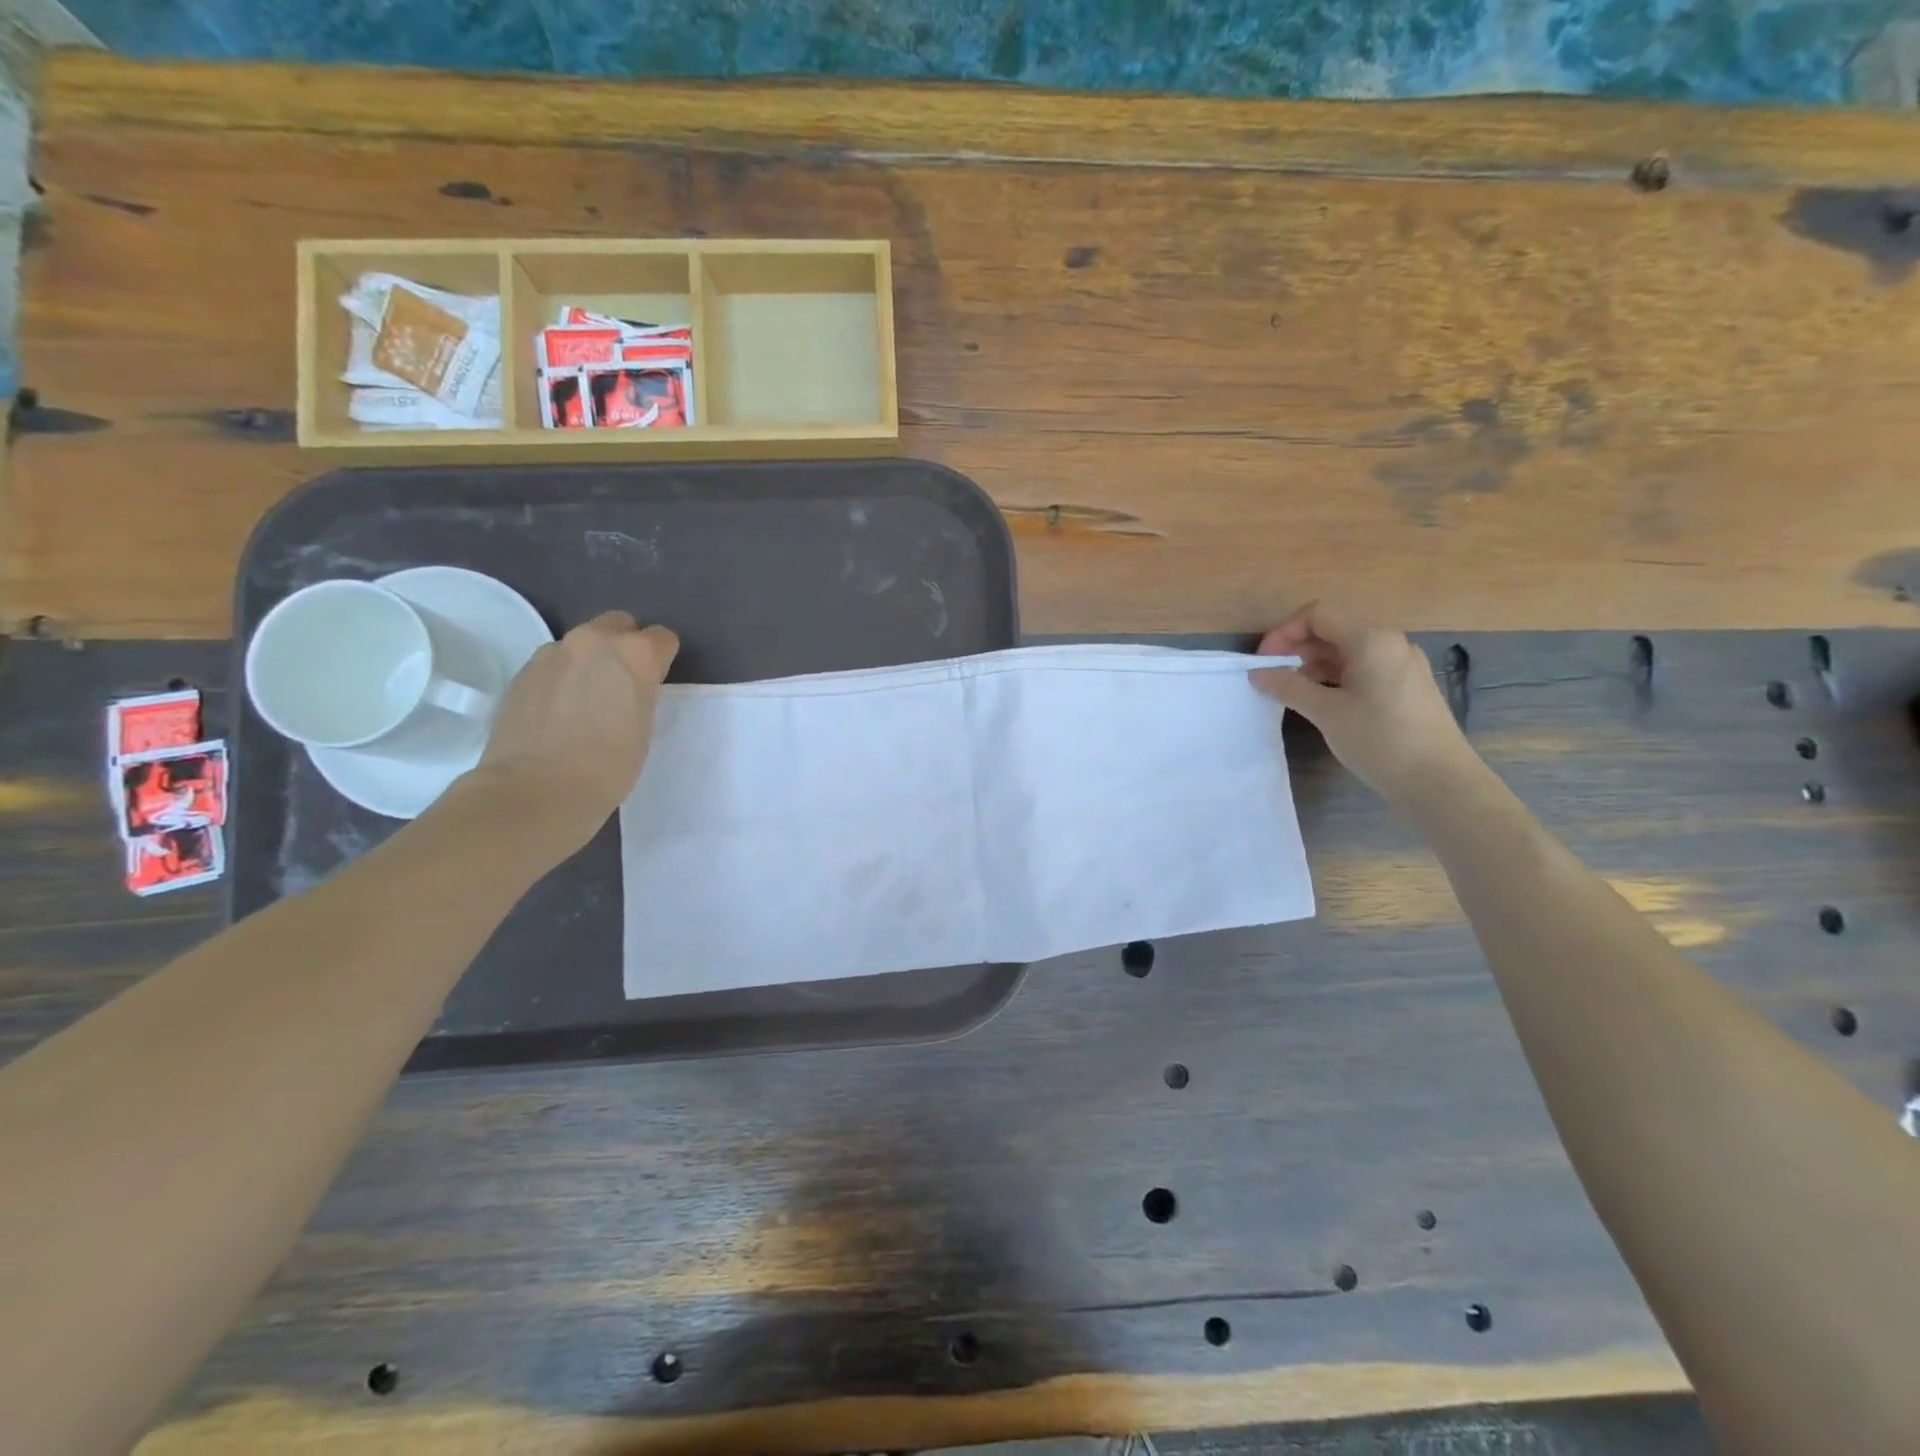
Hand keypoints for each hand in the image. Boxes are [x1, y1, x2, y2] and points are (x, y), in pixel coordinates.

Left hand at [467, 611, 679, 857]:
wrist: (536, 791)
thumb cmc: (608, 767)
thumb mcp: (645, 726)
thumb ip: (640, 692)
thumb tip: (627, 688)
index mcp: (635, 653)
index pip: (662, 638)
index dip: (662, 660)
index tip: (656, 685)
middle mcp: (594, 641)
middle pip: (618, 624)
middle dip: (624, 646)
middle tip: (622, 685)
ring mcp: (552, 653)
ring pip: (581, 644)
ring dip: (589, 661)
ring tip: (586, 701)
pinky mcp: (522, 672)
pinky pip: (553, 665)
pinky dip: (561, 679)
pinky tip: (558, 713)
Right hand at [1251, 601, 1474, 801]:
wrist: (1439, 781)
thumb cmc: (1380, 740)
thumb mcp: (1327, 713)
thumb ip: (1289, 687)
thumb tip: (1258, 674)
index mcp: (1371, 639)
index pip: (1319, 613)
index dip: (1285, 631)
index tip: (1264, 661)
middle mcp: (1389, 642)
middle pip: (1334, 626)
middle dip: (1298, 645)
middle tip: (1272, 673)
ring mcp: (1401, 663)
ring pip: (1348, 647)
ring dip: (1314, 660)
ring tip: (1290, 688)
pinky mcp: (1405, 684)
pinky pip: (1362, 665)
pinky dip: (1335, 673)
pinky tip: (1320, 698)